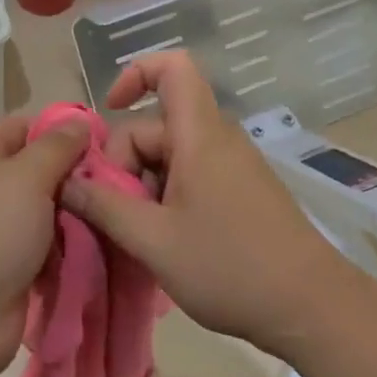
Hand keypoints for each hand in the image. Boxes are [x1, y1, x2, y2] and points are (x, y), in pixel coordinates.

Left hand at [0, 113, 90, 376]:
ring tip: (110, 219)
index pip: (25, 126)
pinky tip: (95, 249)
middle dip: (74, 178)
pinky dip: (65, 248)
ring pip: (45, 210)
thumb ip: (57, 146)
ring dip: (74, 216)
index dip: (64, 131)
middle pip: (38, 169)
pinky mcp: (5, 265)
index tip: (105, 145)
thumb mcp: (26, 178)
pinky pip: (43, 245)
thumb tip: (78, 122)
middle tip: (115, 187)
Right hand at [60, 52, 352, 356]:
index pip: (172, 68)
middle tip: (115, 217)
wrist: (311, 307)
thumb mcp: (153, 240)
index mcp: (199, 135)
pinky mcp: (240, 192)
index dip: (134, 74)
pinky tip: (163, 242)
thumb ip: (103, 207)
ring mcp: (232, 166)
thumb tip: (64, 182)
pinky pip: (190, 177)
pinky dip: (166, 199)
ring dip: (143, 188)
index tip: (108, 113)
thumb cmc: (230, 267)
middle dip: (125, 164)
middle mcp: (217, 140)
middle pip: (156, 126)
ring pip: (170, 157)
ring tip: (139, 239)